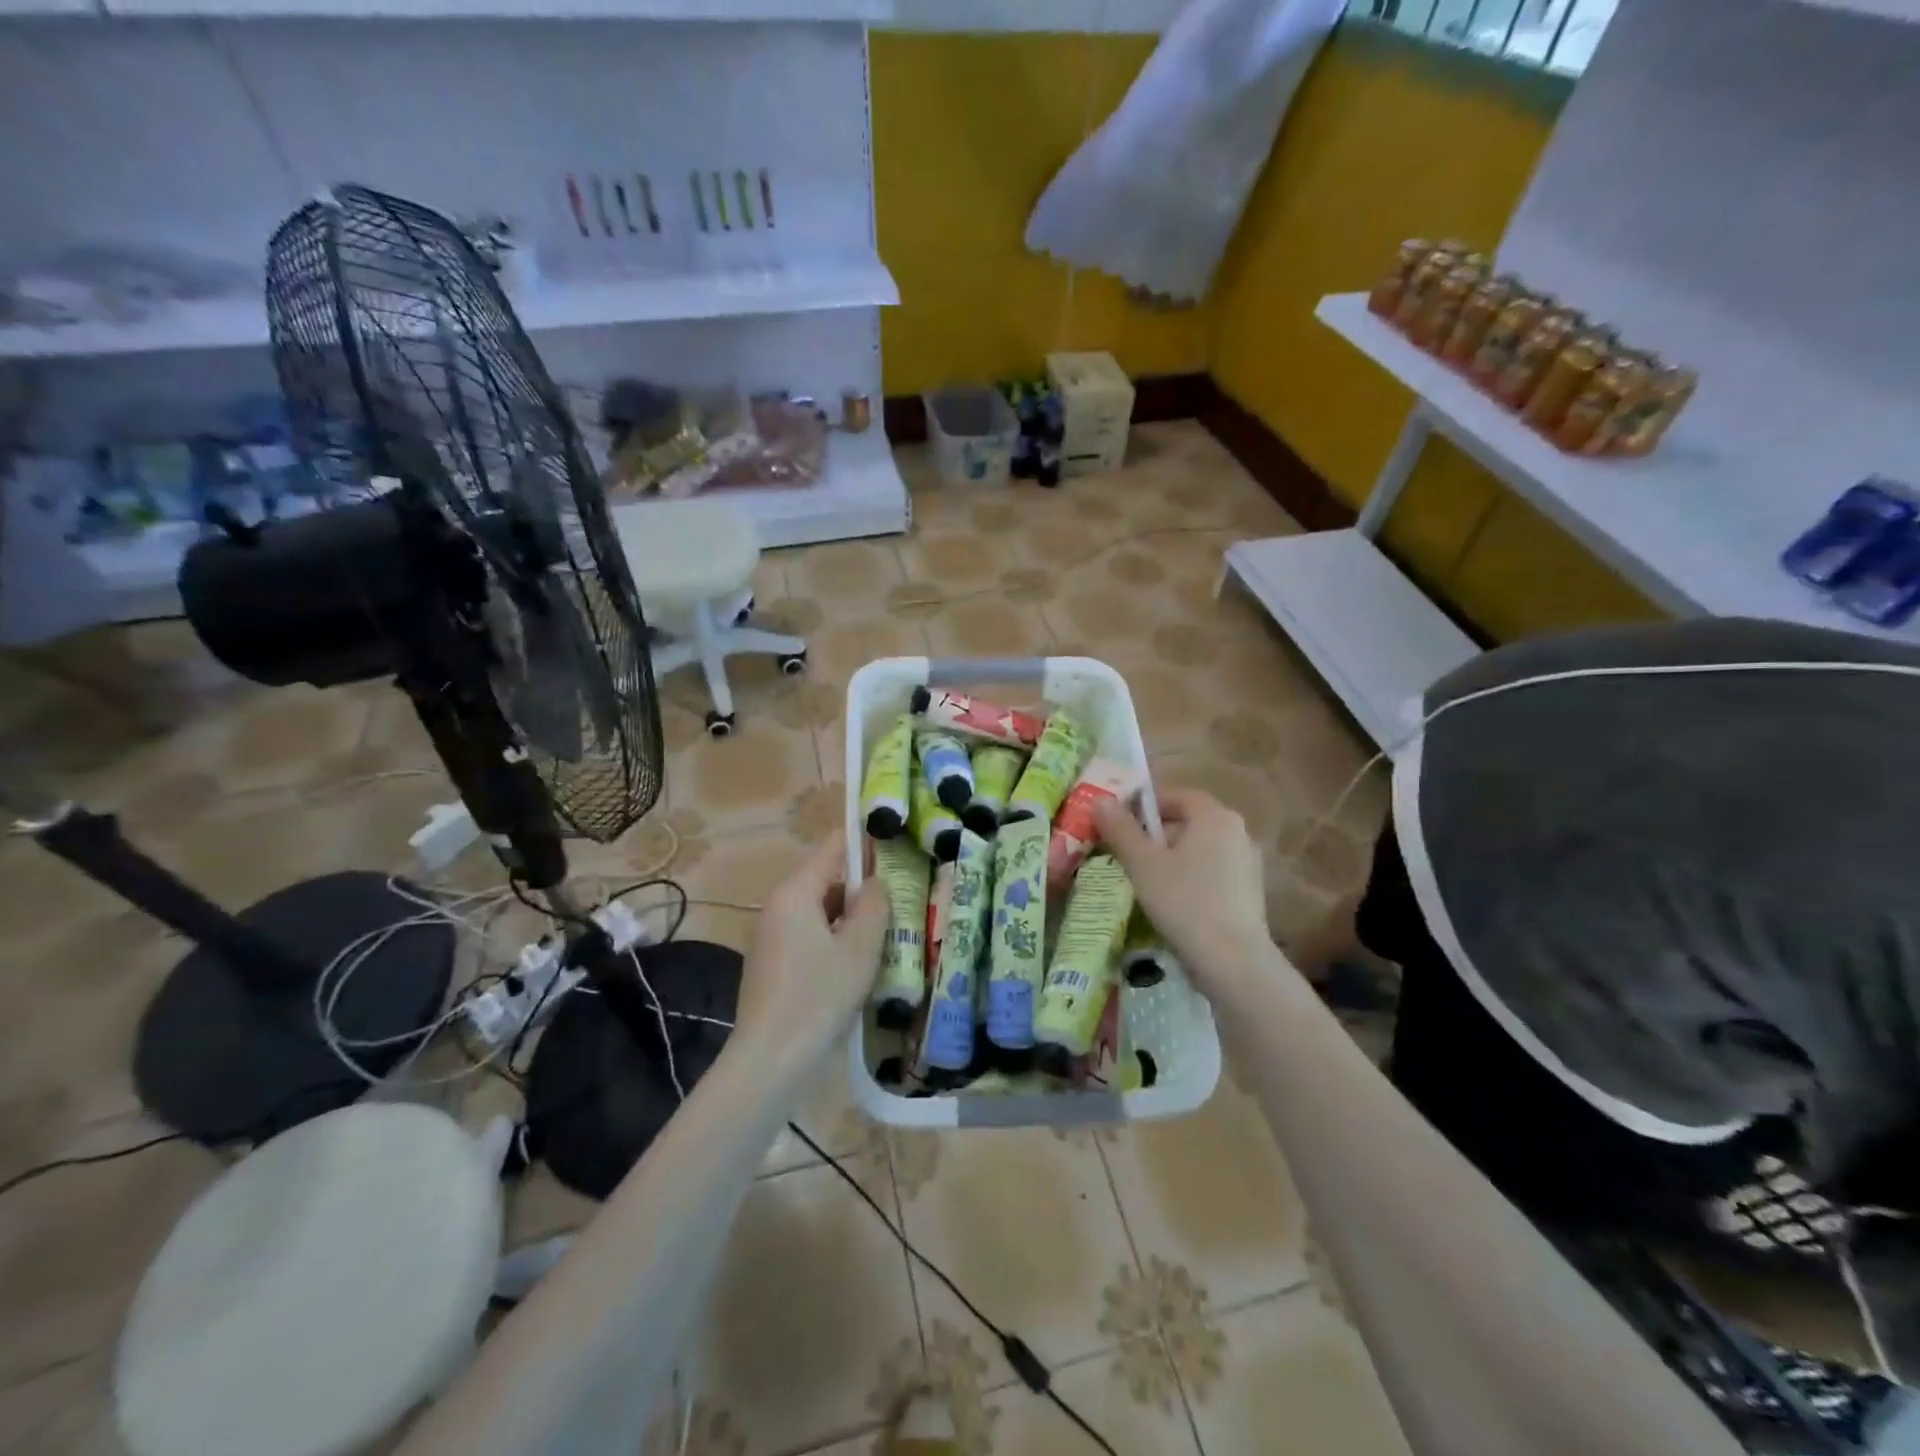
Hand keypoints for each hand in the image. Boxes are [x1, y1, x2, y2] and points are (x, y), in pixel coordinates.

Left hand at [736, 831, 889, 1051]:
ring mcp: (771, 936)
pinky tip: (857, 963)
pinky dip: (834, 939)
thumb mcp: (859, 948)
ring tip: (887, 932)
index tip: (897, 844)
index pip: (833, 848)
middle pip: (826, 880)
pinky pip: (809, 935)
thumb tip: (875, 881)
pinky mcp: (771, 963)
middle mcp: (777, 906)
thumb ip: (873, 905)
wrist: (770, 1060)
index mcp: (796, 893)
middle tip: (901, 898)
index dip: (865, 843)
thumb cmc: (819, 996)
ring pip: (819, 911)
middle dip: (862, 887)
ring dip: (851, 918)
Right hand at [1095, 788, 1270, 999]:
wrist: (1234, 962)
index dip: (1143, 806)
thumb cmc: (1184, 902)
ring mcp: (1248, 862)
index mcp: (1214, 816)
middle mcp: (1237, 831)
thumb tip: (1100, 800)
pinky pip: (1212, 872)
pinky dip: (1190, 878)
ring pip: (1199, 849)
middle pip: (1187, 822)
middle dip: (1154, 835)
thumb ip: (1120, 829)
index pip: (1174, 796)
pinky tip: (1172, 903)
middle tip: (1125, 855)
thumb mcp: (1142, 864)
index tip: (1118, 825)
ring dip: (1171, 858)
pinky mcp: (1250, 892)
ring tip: (1144, 882)